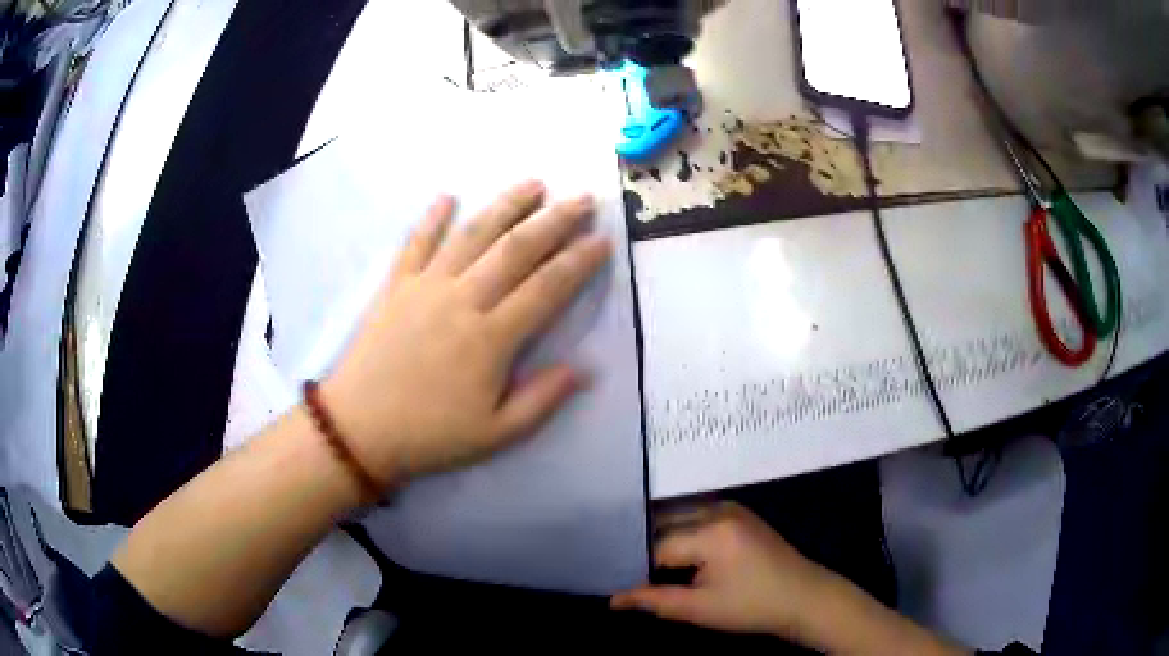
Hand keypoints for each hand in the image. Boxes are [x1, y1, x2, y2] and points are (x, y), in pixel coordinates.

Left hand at [322, 180, 610, 486]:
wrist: (359, 429)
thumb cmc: (431, 434)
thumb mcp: (496, 434)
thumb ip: (542, 399)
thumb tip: (585, 370)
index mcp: (492, 338)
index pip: (547, 288)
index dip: (579, 262)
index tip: (603, 241)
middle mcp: (463, 299)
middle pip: (516, 249)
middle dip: (555, 220)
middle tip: (583, 199)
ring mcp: (426, 287)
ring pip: (472, 235)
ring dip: (505, 205)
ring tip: (533, 184)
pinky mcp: (396, 286)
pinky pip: (416, 243)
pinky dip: (432, 218)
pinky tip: (448, 196)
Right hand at [611, 503, 837, 639]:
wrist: (803, 597)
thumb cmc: (752, 606)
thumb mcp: (700, 609)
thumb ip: (654, 600)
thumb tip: (614, 599)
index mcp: (710, 532)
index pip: (656, 545)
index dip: (636, 565)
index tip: (619, 581)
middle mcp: (717, 509)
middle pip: (664, 522)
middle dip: (645, 546)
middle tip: (626, 571)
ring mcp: (731, 508)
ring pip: (679, 516)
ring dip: (662, 538)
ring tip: (646, 565)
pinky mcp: (738, 513)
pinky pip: (697, 516)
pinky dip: (681, 532)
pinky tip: (675, 555)